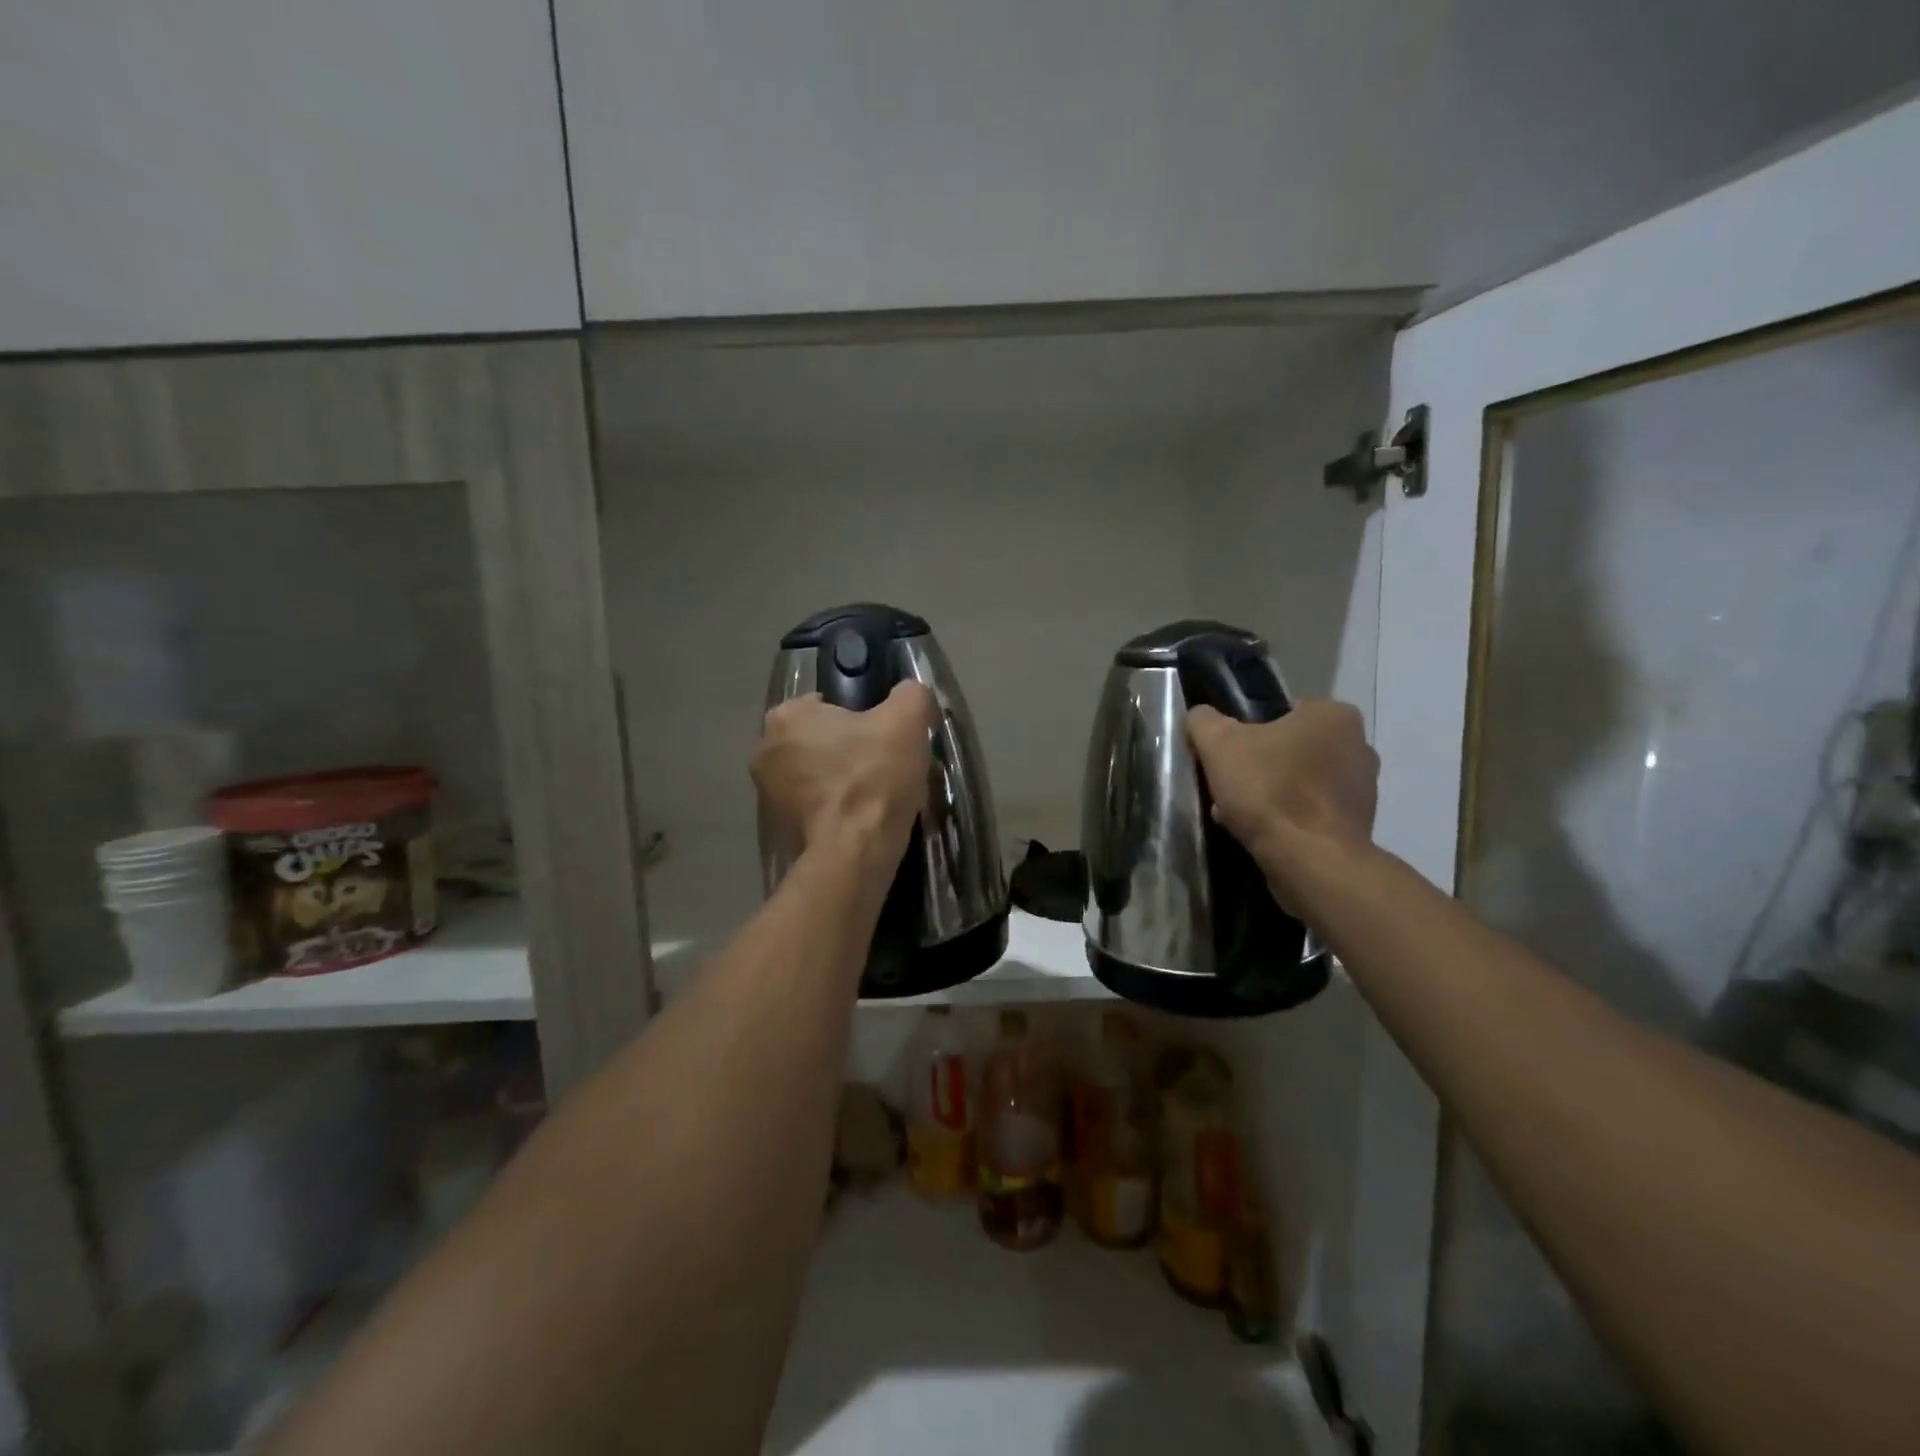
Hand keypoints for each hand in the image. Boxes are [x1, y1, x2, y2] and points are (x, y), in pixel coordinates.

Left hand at [753, 681, 935, 871]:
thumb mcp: (907, 721)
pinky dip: (832, 811)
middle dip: (845, 750)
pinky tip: (860, 820)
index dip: (859, 717)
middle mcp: (764, 750)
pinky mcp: (777, 829)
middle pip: (818, 740)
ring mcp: (766, 794)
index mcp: (786, 716)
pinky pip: (812, 808)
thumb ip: (911, 695)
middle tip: (883, 766)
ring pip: (814, 775)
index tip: (883, 737)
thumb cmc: (874, 777)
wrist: (854, 852)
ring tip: (875, 797)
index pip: (825, 704)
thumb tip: (911, 694)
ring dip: (838, 781)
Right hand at [1186, 700, 1378, 897]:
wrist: (1310, 860)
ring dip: (1271, 795)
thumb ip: (1205, 721)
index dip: (1247, 733)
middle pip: (1290, 749)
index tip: (1228, 757)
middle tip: (1229, 786)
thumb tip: (1200, 716)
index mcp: (1333, 715)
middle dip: (1259, 767)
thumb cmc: (1269, 789)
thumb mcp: (1219, 744)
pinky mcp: (1358, 825)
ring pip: (1300, 783)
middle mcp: (1359, 745)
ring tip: (1238, 815)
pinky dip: (1287, 819)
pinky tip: (1260, 833)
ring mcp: (1363, 789)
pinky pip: (1311, 813)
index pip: (1281, 713)